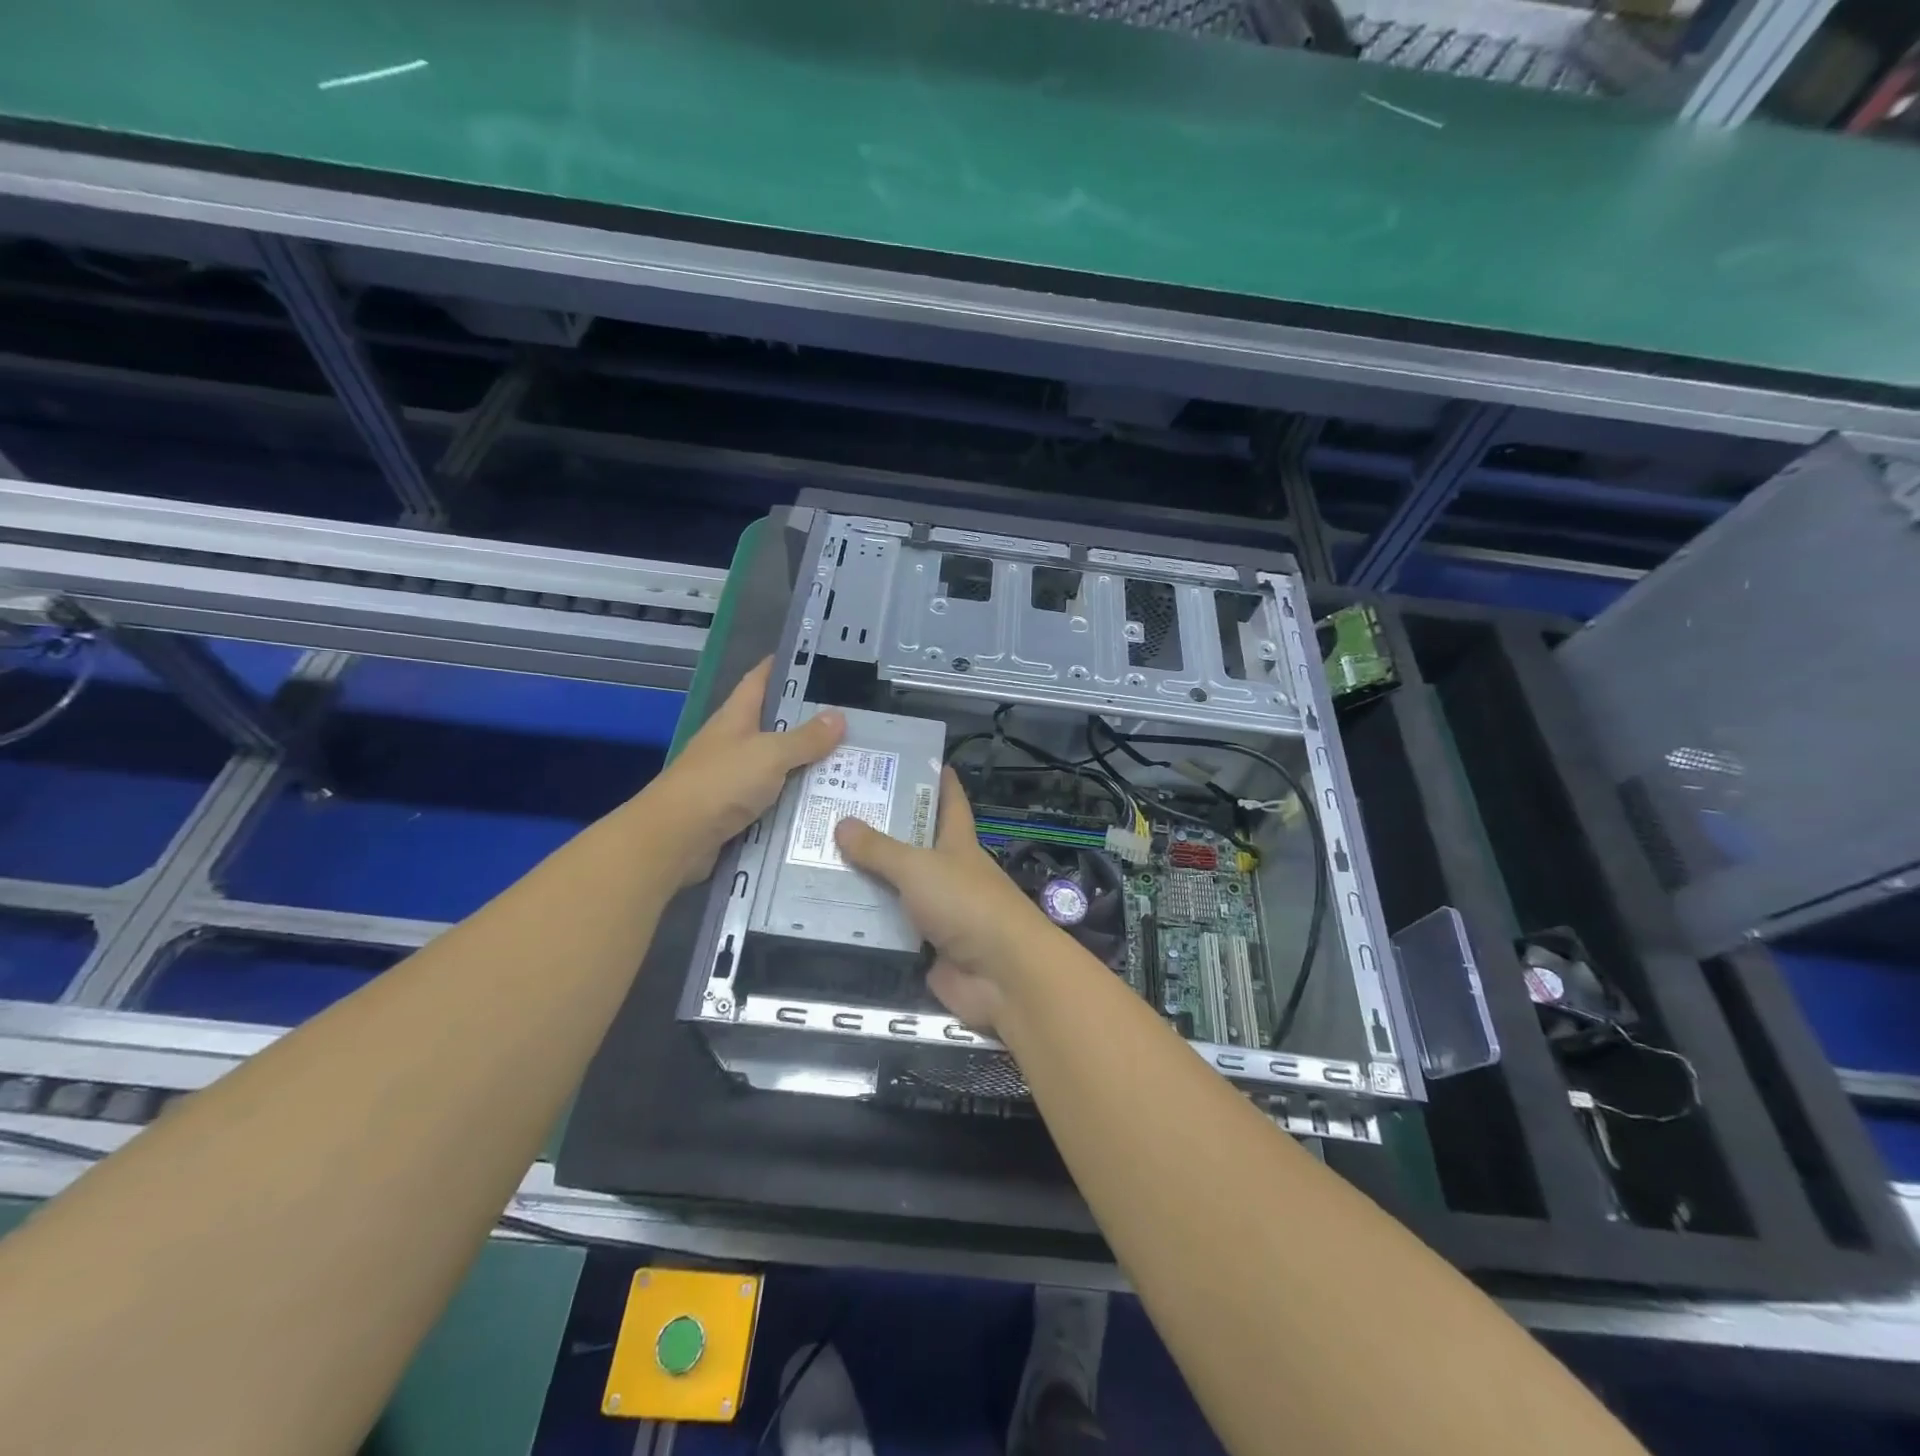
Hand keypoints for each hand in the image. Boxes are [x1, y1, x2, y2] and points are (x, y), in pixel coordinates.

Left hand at [639, 658, 842, 886]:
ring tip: (849, 760)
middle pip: (773, 724)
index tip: (816, 659)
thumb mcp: (770, 754)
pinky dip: (796, 798)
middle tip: (851, 718)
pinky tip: (824, 800)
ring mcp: (732, 778)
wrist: (675, 840)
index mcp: (735, 717)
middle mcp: (733, 742)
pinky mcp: (736, 810)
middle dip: (808, 720)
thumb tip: (838, 717)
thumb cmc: (720, 783)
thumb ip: (805, 738)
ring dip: (806, 763)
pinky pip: (774, 798)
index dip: (783, 666)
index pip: (760, 679)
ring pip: (777, 764)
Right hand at [833, 768, 1061, 1029]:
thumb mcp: (919, 867)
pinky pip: (887, 930)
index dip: (938, 781)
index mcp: (957, 843)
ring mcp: (937, 912)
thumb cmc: (966, 903)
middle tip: (834, 812)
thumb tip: (841, 823)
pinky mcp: (924, 948)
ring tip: (814, 861)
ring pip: (895, 889)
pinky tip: (826, 913)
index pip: (950, 803)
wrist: (1000, 974)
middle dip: (880, 831)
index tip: (916, 760)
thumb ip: (880, 849)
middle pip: (912, 846)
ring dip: (864, 880)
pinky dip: (863, 924)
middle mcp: (948, 873)